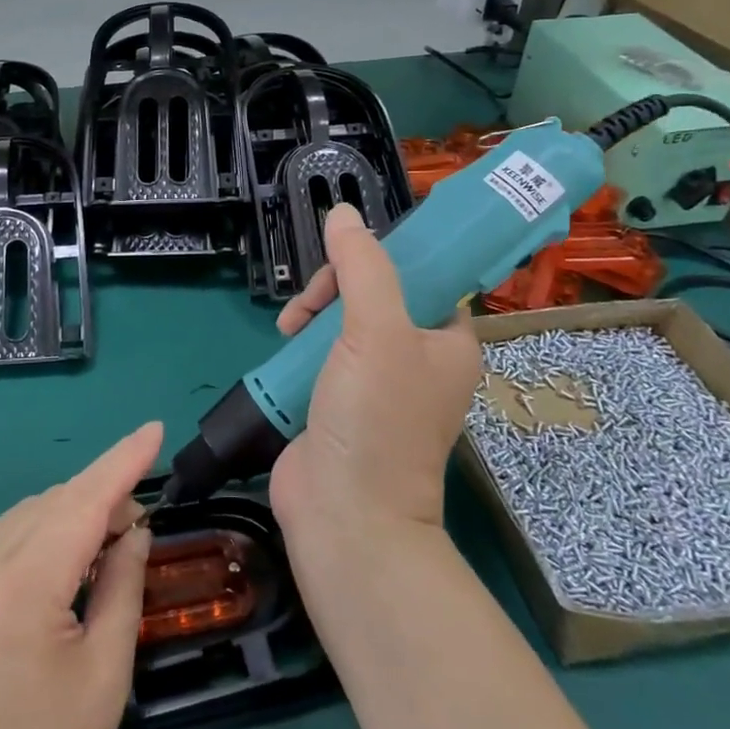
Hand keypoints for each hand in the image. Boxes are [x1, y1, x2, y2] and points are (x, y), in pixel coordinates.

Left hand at [0, 423, 162, 728]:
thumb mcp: (108, 670)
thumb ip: (123, 580)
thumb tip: (133, 525)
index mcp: (17, 597)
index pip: (78, 506)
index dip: (120, 463)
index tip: (153, 429)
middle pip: (50, 505)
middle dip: (99, 496)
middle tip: (136, 520)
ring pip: (24, 516)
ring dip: (68, 513)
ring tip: (103, 541)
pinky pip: (0, 539)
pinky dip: (38, 533)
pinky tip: (60, 558)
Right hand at [269, 204, 481, 536]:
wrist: (344, 515)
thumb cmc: (376, 419)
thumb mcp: (375, 331)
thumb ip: (362, 267)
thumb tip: (343, 213)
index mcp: (446, 340)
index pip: (421, 274)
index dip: (383, 257)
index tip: (346, 257)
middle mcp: (416, 357)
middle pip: (372, 291)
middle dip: (335, 287)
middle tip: (311, 305)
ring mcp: (375, 380)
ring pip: (341, 318)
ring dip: (312, 313)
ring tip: (289, 328)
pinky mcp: (338, 398)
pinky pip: (320, 350)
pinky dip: (300, 342)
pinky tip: (282, 345)